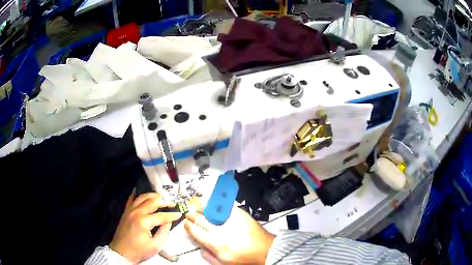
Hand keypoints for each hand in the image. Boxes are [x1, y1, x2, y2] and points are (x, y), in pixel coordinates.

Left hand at [110, 191, 181, 263]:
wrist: (122, 252)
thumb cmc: (139, 251)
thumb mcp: (156, 246)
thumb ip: (164, 232)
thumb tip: (168, 222)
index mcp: (144, 222)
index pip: (161, 215)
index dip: (172, 214)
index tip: (180, 213)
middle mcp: (136, 212)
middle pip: (152, 201)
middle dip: (164, 202)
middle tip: (172, 204)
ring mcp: (130, 210)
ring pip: (142, 197)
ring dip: (152, 196)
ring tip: (161, 198)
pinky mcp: (126, 212)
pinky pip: (131, 199)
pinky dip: (137, 195)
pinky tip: (141, 192)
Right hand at [184, 207, 274, 264]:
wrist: (265, 250)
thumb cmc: (245, 258)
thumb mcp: (223, 263)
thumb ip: (208, 256)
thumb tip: (200, 246)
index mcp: (214, 243)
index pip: (194, 230)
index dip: (188, 225)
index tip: (187, 223)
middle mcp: (220, 230)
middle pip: (200, 218)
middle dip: (192, 215)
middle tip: (190, 213)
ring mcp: (230, 221)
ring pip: (211, 210)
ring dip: (202, 207)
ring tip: (198, 207)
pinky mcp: (240, 214)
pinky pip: (225, 206)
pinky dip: (217, 205)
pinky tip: (214, 205)